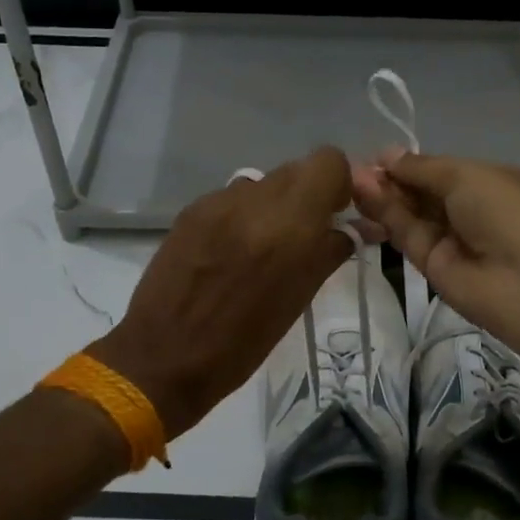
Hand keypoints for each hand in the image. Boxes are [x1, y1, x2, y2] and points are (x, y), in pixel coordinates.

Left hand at [89, 148, 356, 439]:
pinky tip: (229, 253)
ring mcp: (218, 203)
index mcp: (291, 225)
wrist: (163, 357)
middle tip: (304, 234)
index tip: (334, 214)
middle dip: (308, 196)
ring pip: (263, 183)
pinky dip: (242, 216)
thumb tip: (356, 228)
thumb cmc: (243, 342)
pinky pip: (231, 199)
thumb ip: (330, 251)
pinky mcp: (191, 211)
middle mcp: (255, 201)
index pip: (328, 162)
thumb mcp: (299, 299)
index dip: (338, 184)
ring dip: (274, 206)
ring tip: (262, 248)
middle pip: (296, 169)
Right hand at [351, 150, 519, 347]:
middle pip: (418, 192)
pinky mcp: (431, 267)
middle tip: (351, 171)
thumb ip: (421, 168)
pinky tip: (362, 199)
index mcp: (483, 181)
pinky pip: (406, 236)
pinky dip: (385, 218)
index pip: (436, 170)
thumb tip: (386, 154)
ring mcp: (448, 240)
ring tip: (350, 183)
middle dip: (388, 180)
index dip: (405, 164)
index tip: (373, 157)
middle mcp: (466, 209)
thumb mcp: (465, 176)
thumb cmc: (506, 212)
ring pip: (408, 215)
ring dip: (381, 197)